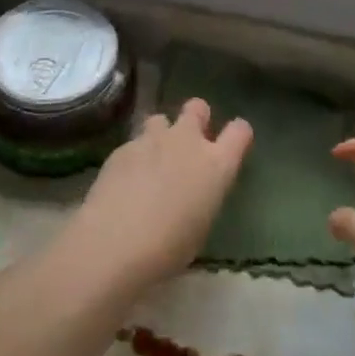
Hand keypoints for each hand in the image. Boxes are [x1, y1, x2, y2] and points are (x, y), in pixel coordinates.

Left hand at [72, 100, 252, 291]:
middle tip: (188, 142)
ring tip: (152, 160)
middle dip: (196, 118)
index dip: (237, 134)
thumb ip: (203, 195)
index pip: (240, 131)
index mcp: (216, 164)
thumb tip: (193, 190)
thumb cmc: (168, 248)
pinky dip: (134, 156)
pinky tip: (125, 180)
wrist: (114, 243)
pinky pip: (134, 142)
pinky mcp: (122, 148)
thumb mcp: (200, 225)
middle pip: (197, 107)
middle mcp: (187, 142)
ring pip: (161, 119)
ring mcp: (152, 140)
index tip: (231, 145)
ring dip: (161, 134)